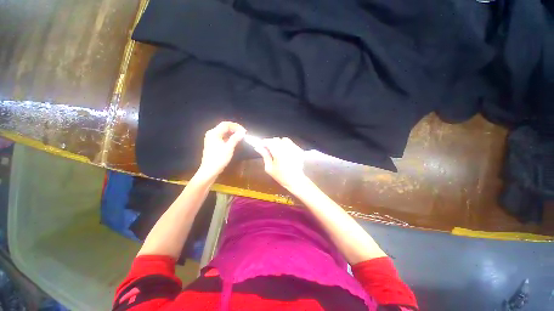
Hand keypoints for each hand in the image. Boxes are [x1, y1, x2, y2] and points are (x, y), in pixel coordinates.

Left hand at [197, 121, 245, 179]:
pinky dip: (229, 137)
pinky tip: (234, 140)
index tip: (244, 131)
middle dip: (234, 129)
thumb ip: (235, 138)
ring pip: (223, 132)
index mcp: (214, 133)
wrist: (209, 171)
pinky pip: (222, 137)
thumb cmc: (219, 159)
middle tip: (243, 134)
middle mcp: (212, 134)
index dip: (236, 126)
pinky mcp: (213, 143)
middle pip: (224, 127)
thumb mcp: (228, 148)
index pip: (226, 124)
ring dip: (232, 133)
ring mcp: (212, 139)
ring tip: (240, 137)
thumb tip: (242, 132)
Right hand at [254, 137, 308, 189]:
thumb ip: (265, 156)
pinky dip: (286, 145)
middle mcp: (286, 149)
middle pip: (276, 139)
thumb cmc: (281, 176)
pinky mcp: (298, 150)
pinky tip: (285, 151)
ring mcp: (294, 149)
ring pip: (284, 140)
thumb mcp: (269, 168)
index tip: (261, 144)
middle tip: (268, 148)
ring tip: (277, 150)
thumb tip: (258, 148)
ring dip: (279, 142)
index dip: (264, 142)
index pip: (269, 142)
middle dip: (271, 142)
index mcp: (278, 154)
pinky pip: (291, 143)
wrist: (295, 180)